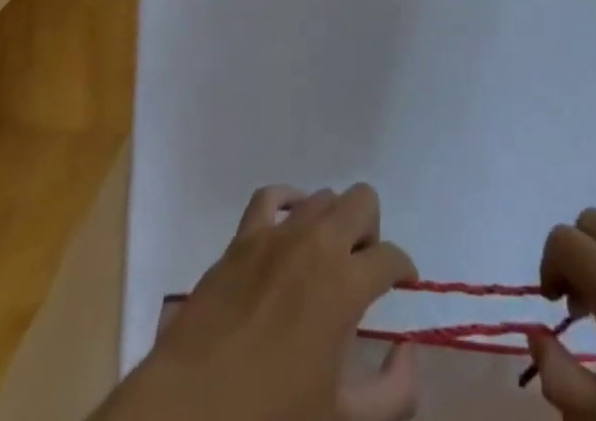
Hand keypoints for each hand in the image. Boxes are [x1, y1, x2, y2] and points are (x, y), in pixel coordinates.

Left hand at [104, 184, 418, 420]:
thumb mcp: (340, 420)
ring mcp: (276, 235)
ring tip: (325, 257)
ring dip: (333, 221)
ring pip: (322, 197)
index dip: (403, 270)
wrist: (187, 416)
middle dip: (371, 231)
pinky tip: (291, 223)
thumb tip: (408, 351)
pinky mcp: (242, 238)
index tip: (402, 285)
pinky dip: (288, 202)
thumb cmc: (268, 419)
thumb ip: (391, 394)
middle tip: (362, 270)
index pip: (390, 257)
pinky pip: (271, 196)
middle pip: (362, 202)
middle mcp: (316, 244)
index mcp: (345, 286)